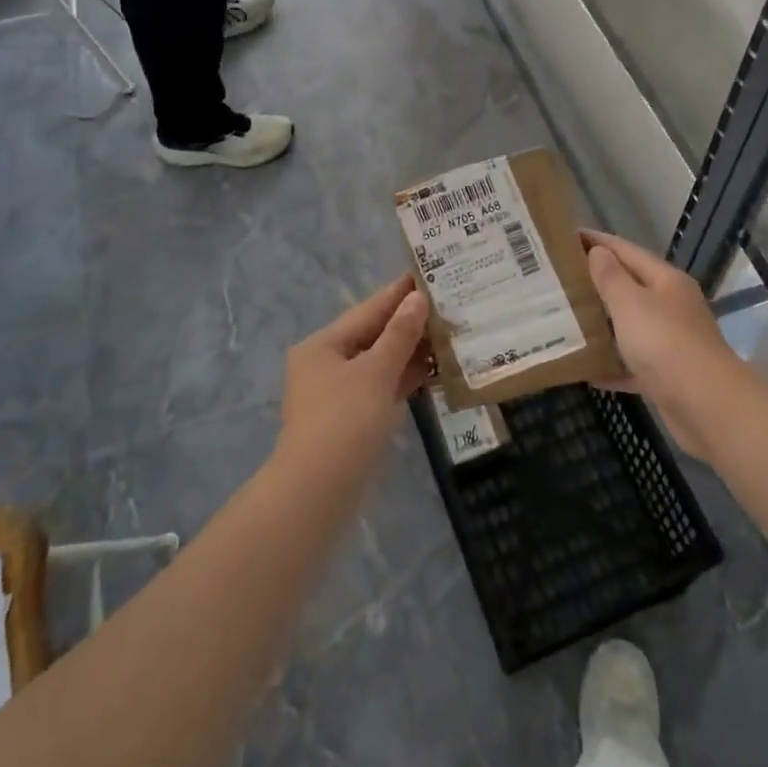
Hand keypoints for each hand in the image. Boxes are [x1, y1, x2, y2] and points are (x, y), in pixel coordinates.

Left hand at [279, 275, 430, 472]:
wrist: (318, 492)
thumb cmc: (345, 421)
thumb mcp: (376, 372)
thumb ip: (399, 334)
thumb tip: (417, 298)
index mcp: (323, 345)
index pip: (368, 310)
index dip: (399, 293)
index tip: (428, 274)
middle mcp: (326, 364)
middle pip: (373, 335)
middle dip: (409, 322)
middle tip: (448, 303)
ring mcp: (339, 393)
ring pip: (380, 362)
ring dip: (410, 350)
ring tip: (449, 331)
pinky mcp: (353, 418)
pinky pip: (382, 386)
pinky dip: (405, 377)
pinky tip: (434, 369)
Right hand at [582, 230, 740, 457]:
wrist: (707, 406)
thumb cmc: (665, 343)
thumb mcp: (631, 303)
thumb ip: (611, 277)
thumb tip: (598, 251)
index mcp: (665, 281)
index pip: (626, 250)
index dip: (596, 241)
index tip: (565, 236)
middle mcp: (671, 306)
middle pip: (629, 286)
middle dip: (595, 281)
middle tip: (556, 278)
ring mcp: (671, 341)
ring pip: (630, 325)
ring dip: (601, 323)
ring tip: (564, 318)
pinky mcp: (666, 375)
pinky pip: (632, 363)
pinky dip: (611, 365)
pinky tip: (586, 369)